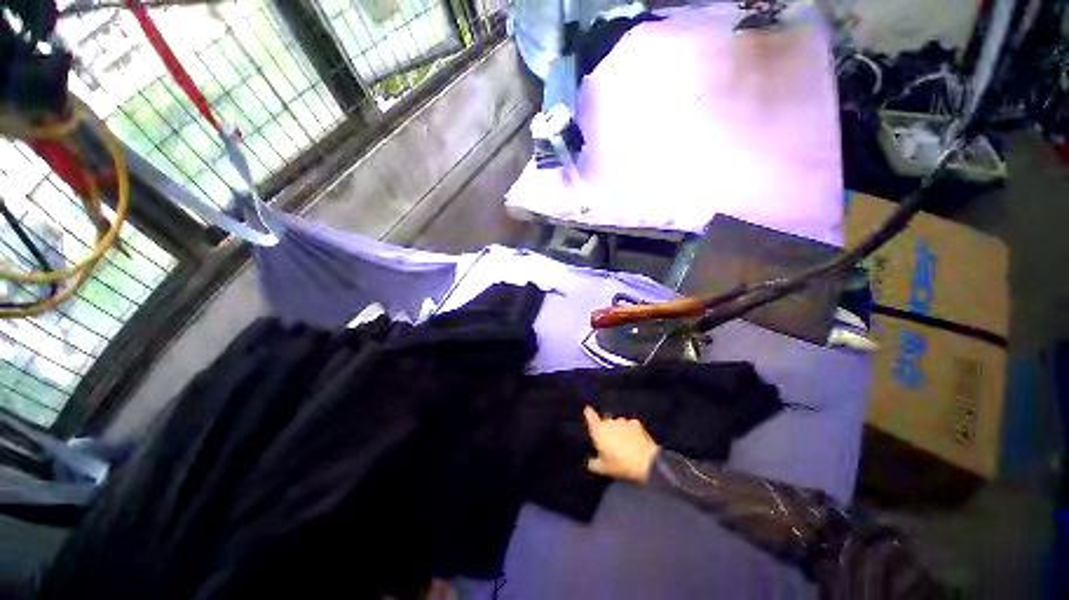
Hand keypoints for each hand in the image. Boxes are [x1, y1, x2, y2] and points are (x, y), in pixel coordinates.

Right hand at [583, 406, 658, 484]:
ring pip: (617, 423)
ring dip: (618, 430)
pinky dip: (630, 431)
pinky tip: (634, 441)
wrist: (646, 462)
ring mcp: (623, 421)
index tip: (587, 410)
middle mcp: (609, 422)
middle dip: (606, 429)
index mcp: (599, 430)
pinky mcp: (636, 423)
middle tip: (610, 443)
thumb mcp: (603, 469)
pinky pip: (630, 426)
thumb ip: (593, 463)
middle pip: (605, 422)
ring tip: (624, 444)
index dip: (588, 413)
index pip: (590, 417)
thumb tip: (590, 461)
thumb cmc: (620, 465)